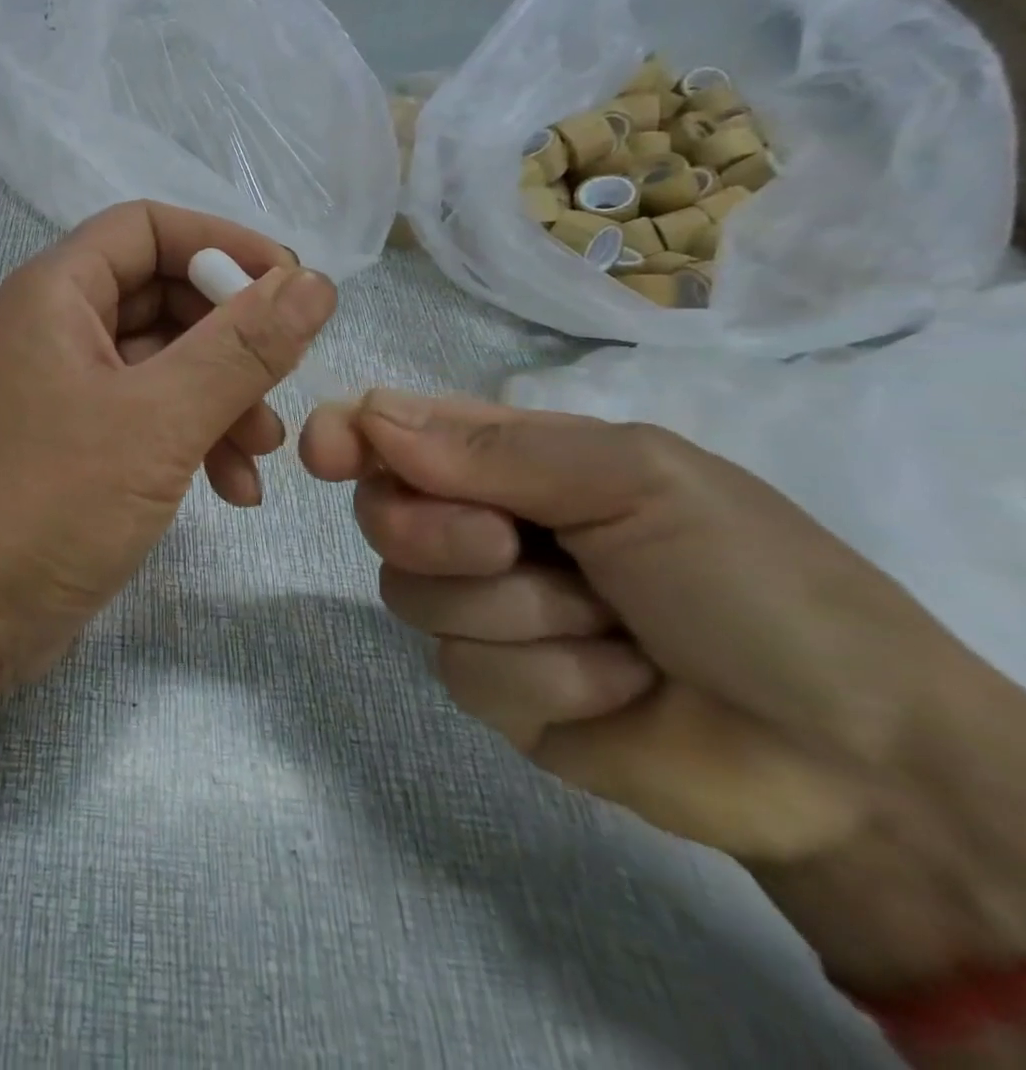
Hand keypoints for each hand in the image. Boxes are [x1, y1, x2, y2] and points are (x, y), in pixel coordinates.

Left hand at [0, 202, 335, 704]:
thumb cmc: (50, 503)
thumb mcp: (159, 420)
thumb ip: (241, 347)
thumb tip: (313, 283)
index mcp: (56, 293)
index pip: (147, 227)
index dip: (221, 245)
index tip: (290, 288)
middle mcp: (56, 328)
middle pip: (161, 295)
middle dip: (230, 338)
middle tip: (283, 383)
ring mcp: (64, 388)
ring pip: (163, 362)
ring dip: (222, 397)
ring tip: (263, 454)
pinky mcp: (76, 443)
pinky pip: (148, 414)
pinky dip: (194, 438)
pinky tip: (234, 489)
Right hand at [300, 390, 1025, 994]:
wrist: (851, 759)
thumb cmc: (752, 581)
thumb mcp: (634, 481)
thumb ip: (495, 449)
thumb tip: (366, 415)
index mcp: (510, 459)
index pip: (394, 431)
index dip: (347, 435)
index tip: (324, 453)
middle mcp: (479, 523)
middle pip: (381, 514)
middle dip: (438, 533)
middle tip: (510, 545)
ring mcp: (480, 608)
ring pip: (412, 595)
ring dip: (518, 614)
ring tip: (612, 630)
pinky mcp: (491, 688)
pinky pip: (463, 670)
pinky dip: (546, 677)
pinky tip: (616, 685)